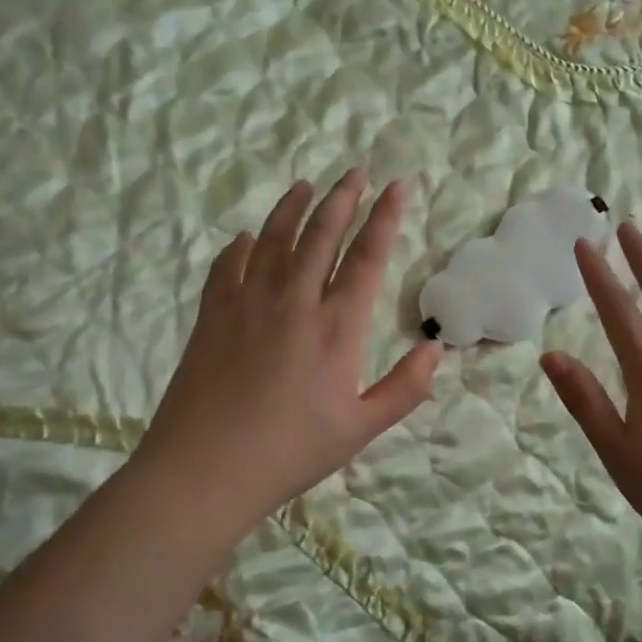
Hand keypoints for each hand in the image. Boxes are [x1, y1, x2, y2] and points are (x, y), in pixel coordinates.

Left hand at [136, 170, 441, 544]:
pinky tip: (246, 238)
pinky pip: (227, 266)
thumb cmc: (291, 451)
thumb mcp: (361, 428)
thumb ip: (405, 388)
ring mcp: (248, 302)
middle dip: (343, 198)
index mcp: (337, 326)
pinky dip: (240, 246)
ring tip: (307, 186)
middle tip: (355, 171)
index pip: (367, 257)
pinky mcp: (212, 315)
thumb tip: (437, 349)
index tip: (396, 186)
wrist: (204, 470)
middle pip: (322, 234)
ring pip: (275, 239)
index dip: (384, 218)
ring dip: (294, 208)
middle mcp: (295, 300)